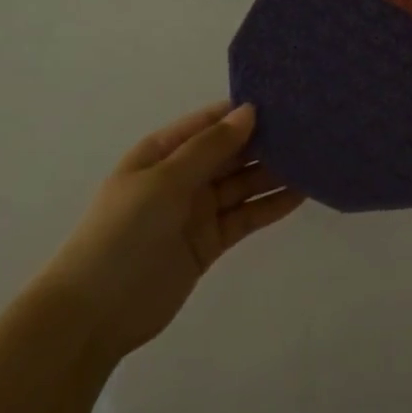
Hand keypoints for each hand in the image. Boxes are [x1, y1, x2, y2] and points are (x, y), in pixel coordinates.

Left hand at [53, 102, 303, 353]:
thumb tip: (248, 111)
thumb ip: (209, 147)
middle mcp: (181, 177)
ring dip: (274, 173)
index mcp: (161, 153)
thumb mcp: (164, 181)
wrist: (96, 312)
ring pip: (243, 184)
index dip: (242, 112)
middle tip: (310, 129)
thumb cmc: (123, 233)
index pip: (209, 123)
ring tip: (314, 158)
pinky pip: (246, 216)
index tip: (285, 100)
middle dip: (265, 142)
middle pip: (230, 153)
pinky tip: (301, 193)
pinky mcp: (210, 241)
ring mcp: (197, 210)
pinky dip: (271, 205)